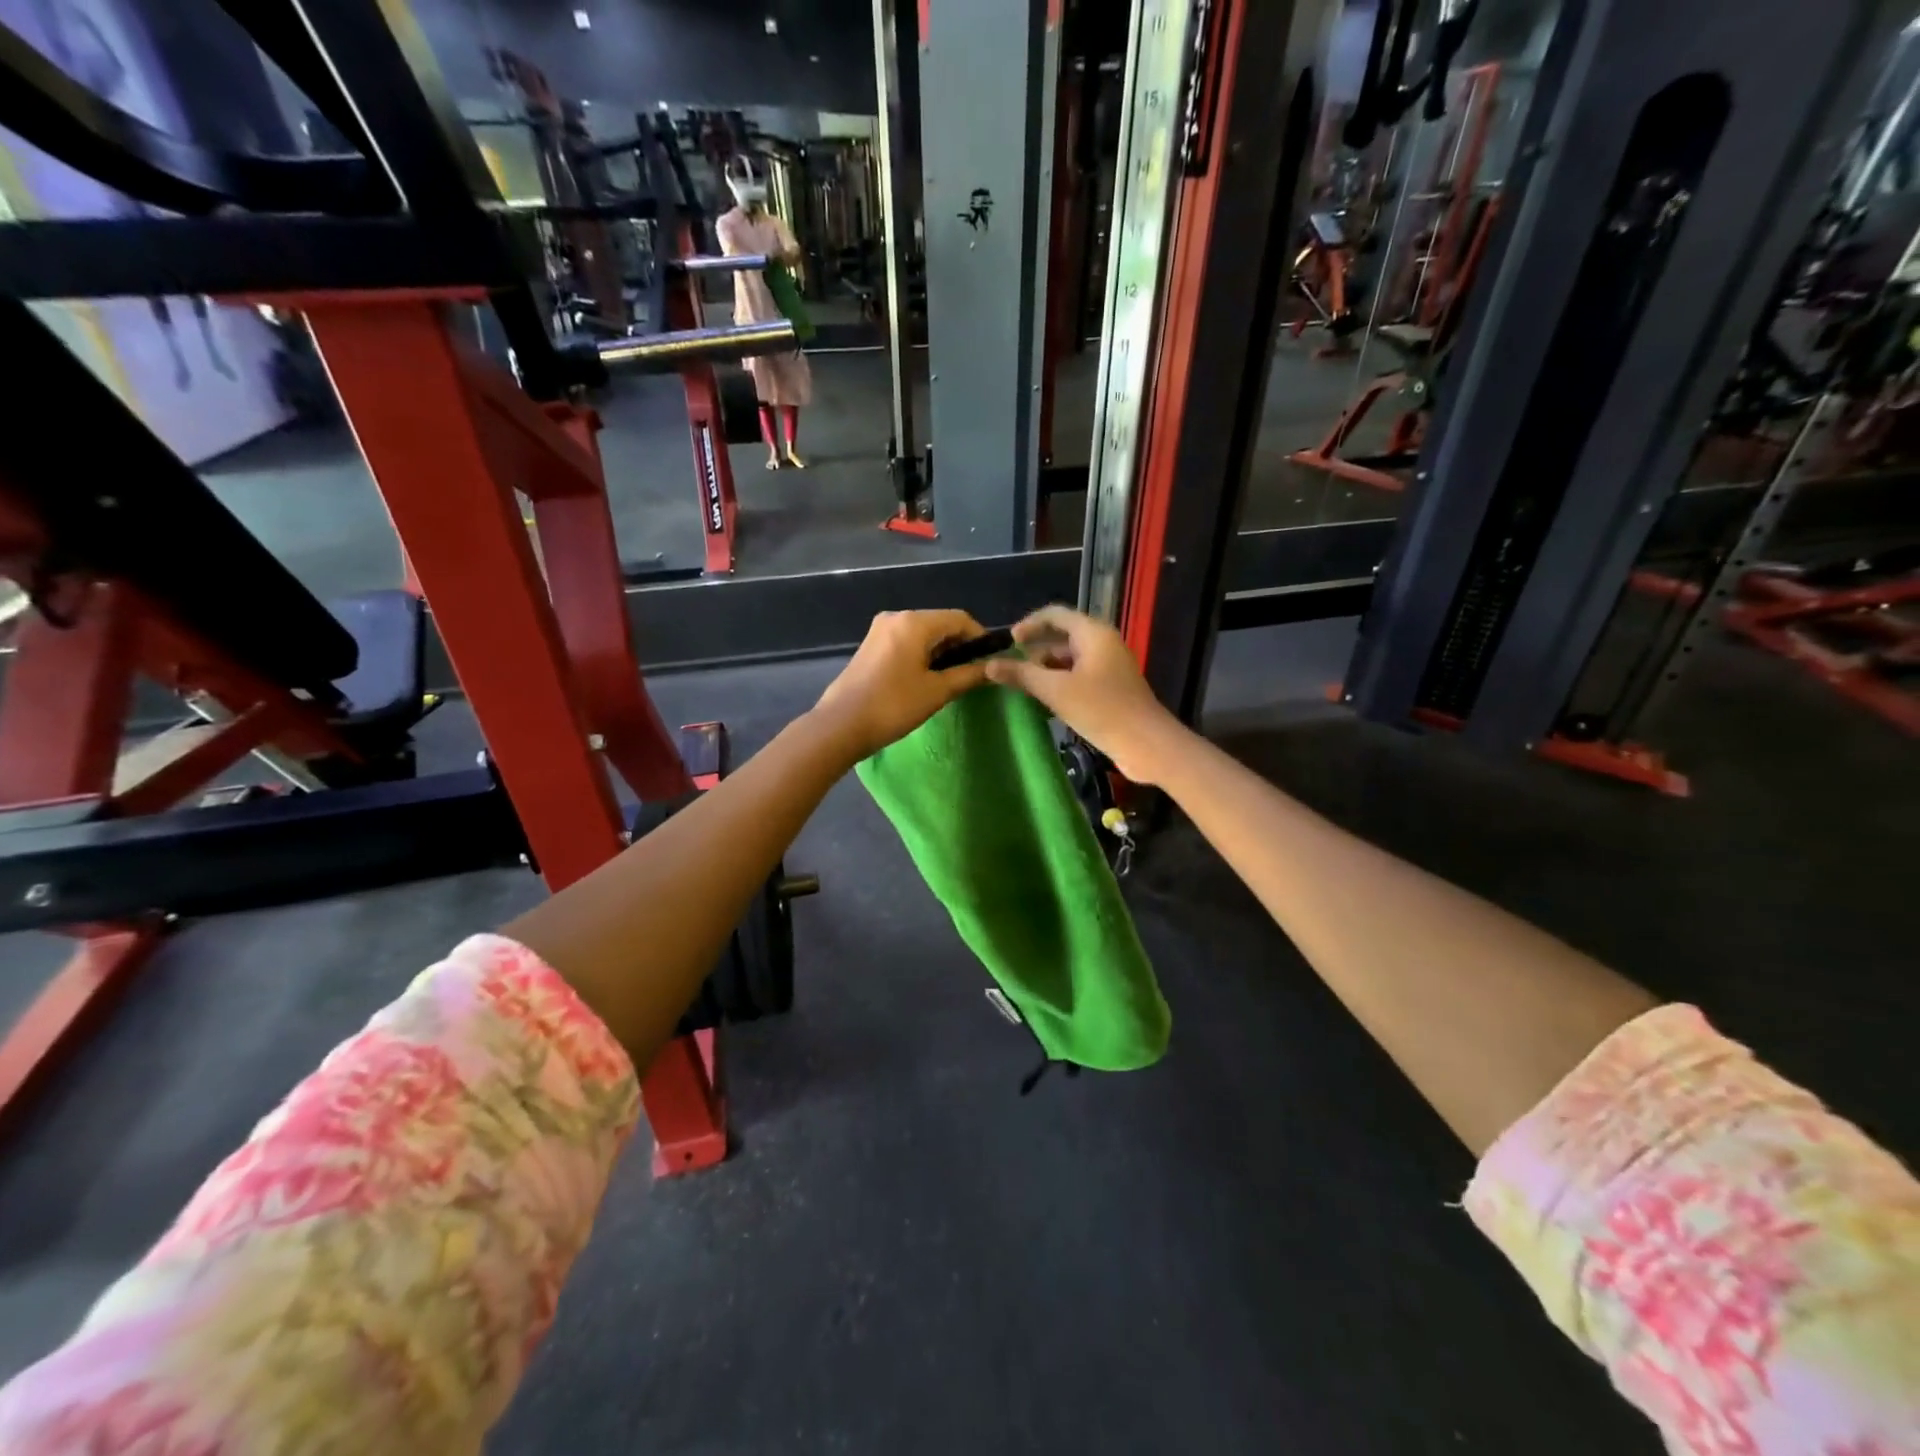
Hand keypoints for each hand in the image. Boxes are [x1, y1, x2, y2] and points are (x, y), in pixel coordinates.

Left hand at [813, 610, 991, 760]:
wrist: (841, 725)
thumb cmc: (893, 705)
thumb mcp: (937, 691)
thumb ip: (968, 675)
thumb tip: (993, 668)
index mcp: (914, 622)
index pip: (960, 619)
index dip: (980, 637)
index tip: (990, 661)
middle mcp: (896, 616)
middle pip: (939, 623)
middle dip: (959, 645)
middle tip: (972, 673)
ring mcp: (879, 630)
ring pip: (922, 633)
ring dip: (940, 651)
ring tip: (950, 680)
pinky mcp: (870, 645)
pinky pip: (905, 642)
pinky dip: (921, 654)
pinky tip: (924, 678)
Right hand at [984, 605, 1182, 783]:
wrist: (1146, 744)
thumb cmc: (1102, 710)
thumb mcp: (1056, 691)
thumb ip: (1022, 675)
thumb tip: (989, 665)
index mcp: (1093, 634)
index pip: (1056, 615)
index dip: (1030, 624)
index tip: (1008, 641)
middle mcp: (1103, 643)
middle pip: (1063, 636)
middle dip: (1035, 649)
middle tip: (1011, 667)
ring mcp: (1109, 666)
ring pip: (1070, 658)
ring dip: (1046, 668)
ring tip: (1023, 684)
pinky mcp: (1111, 688)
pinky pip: (1079, 676)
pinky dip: (1060, 682)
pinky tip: (1045, 700)